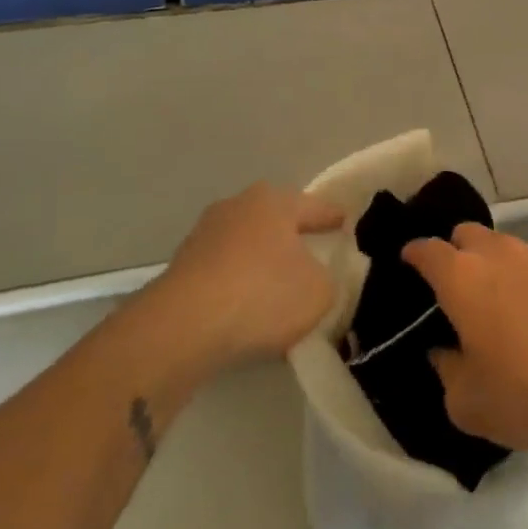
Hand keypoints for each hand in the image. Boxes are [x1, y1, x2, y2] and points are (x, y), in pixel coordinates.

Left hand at [159, 183, 343, 368]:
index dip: (333, 218)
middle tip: (313, 256)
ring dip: (260, 264)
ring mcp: (203, 236)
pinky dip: (237, 286)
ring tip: (277, 291)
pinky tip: (245, 310)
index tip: (347, 225)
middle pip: (275, 222)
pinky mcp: (180, 269)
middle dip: (292, 238)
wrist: (182, 327)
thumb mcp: (320, 291)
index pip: (314, 207)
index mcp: (273, 200)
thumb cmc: (262, 294)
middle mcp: (237, 207)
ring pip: (245, 247)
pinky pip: (222, 274)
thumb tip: (318, 278)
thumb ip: (329, 279)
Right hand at [403, 224, 527, 452]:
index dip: (413, 254)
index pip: (427, 250)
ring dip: (491, 263)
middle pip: (466, 233)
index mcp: (461, 277)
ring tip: (495, 300)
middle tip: (453, 286)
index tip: (407, 264)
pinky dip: (524, 278)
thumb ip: (445, 371)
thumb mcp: (467, 403)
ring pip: (503, 245)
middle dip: (454, 250)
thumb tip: (443, 352)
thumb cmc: (524, 392)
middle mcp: (496, 254)